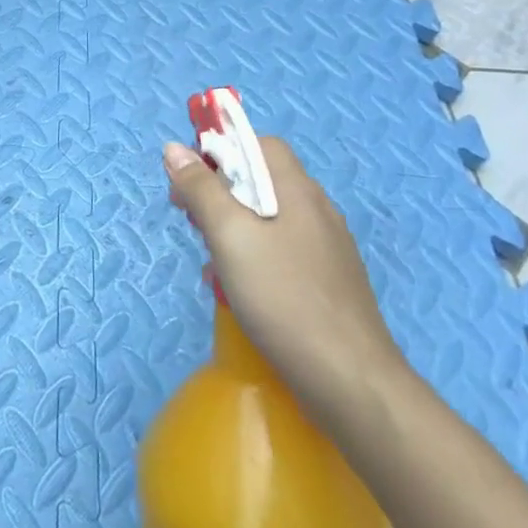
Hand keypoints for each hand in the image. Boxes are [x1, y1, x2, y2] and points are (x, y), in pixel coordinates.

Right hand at [163, 136, 406, 414]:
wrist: (351, 383)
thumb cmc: (284, 298)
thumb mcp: (229, 237)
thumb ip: (201, 189)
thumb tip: (175, 148)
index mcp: (297, 190)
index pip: (260, 144)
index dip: (222, 151)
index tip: (191, 181)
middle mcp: (317, 210)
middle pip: (262, 180)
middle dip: (221, 193)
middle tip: (193, 224)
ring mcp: (328, 248)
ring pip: (270, 218)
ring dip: (234, 229)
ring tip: (214, 262)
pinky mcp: (329, 282)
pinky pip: (283, 251)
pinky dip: (255, 257)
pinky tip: (242, 291)